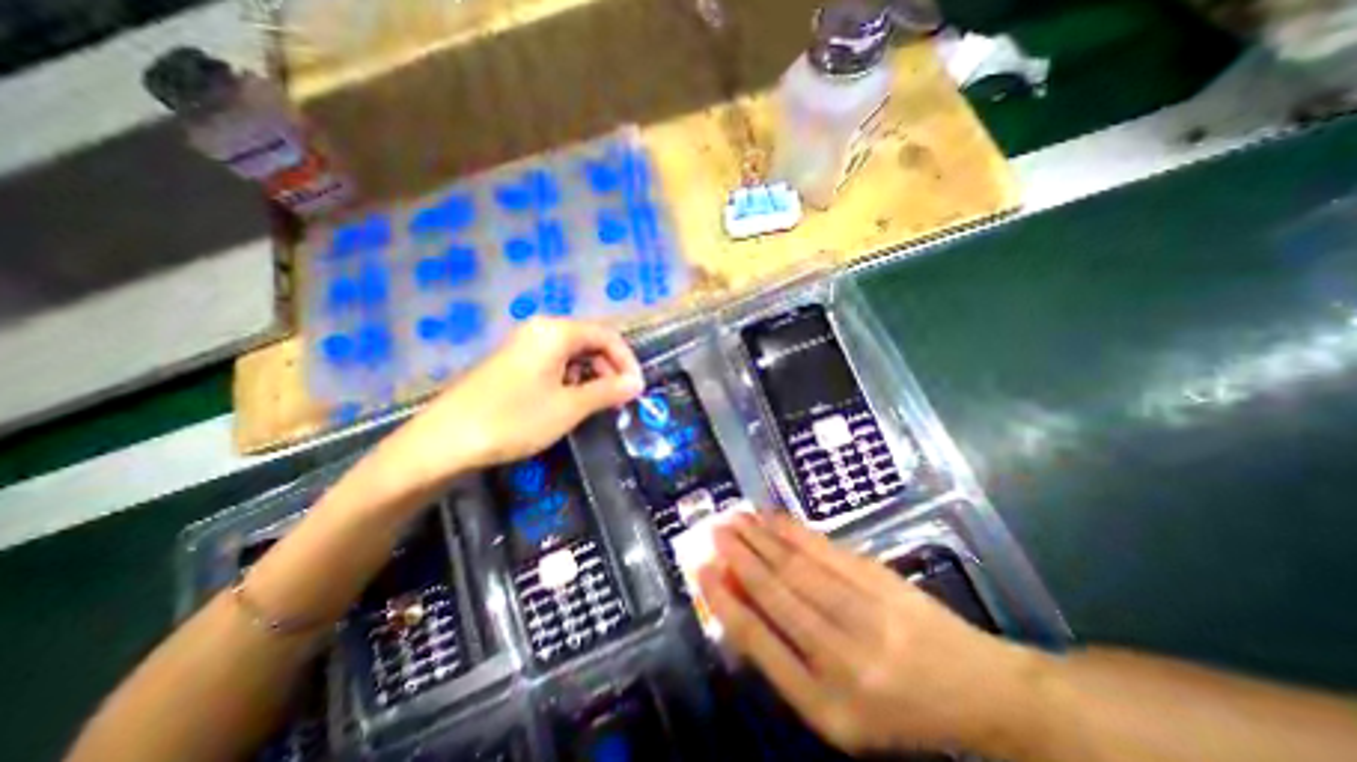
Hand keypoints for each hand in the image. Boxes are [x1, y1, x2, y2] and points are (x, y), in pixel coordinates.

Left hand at [383, 320, 641, 485]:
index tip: (636, 389)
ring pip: (572, 354)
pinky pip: (553, 363)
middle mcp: (540, 330)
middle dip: (609, 369)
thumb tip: (637, 384)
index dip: (626, 361)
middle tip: (618, 400)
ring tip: (594, 404)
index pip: (606, 335)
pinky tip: (567, 402)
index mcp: (556, 332)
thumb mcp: (570, 407)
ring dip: (591, 376)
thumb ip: (608, 391)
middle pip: (589, 341)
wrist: (445, 441)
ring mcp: (523, 345)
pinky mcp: (513, 362)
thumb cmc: (515, 419)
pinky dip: (570, 380)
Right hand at [699, 512, 1039, 756]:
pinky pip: (824, 548)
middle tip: (715, 531)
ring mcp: (864, 612)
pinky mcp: (879, 579)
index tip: (702, 570)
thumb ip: (787, 664)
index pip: (759, 643)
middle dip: (739, 557)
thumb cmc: (898, 711)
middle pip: (776, 594)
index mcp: (826, 705)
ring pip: (796, 565)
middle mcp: (842, 657)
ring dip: (760, 538)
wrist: (976, 689)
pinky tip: (772, 518)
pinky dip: (792, 530)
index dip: (726, 602)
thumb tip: (740, 607)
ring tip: (735, 518)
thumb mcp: (838, 714)